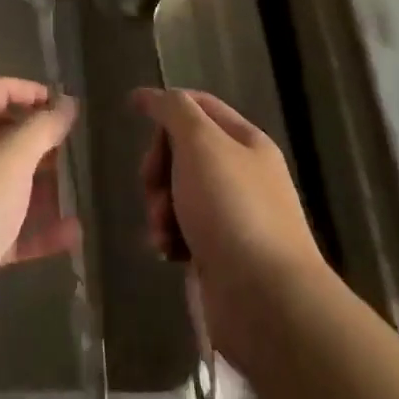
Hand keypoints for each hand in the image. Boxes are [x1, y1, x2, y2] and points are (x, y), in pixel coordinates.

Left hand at [0, 78, 78, 353]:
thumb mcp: (11, 157)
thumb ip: (43, 127)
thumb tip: (69, 102)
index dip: (34, 93)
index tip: (68, 107)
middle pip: (3, 138)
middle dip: (41, 143)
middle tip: (77, 150)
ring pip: (7, 185)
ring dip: (43, 187)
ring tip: (80, 189)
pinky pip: (8, 228)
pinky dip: (37, 229)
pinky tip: (72, 234)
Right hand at [131, 88, 326, 356]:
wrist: (266, 303)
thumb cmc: (231, 209)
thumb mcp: (200, 143)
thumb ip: (173, 110)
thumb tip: (149, 95)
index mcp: (246, 142)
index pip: (199, 105)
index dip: (166, 105)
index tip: (131, 111)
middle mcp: (242, 174)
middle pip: (183, 150)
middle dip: (159, 166)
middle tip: (152, 186)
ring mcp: (233, 217)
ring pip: (179, 193)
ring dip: (160, 207)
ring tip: (162, 230)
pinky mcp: (222, 256)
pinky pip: (184, 232)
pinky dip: (170, 237)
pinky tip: (168, 252)